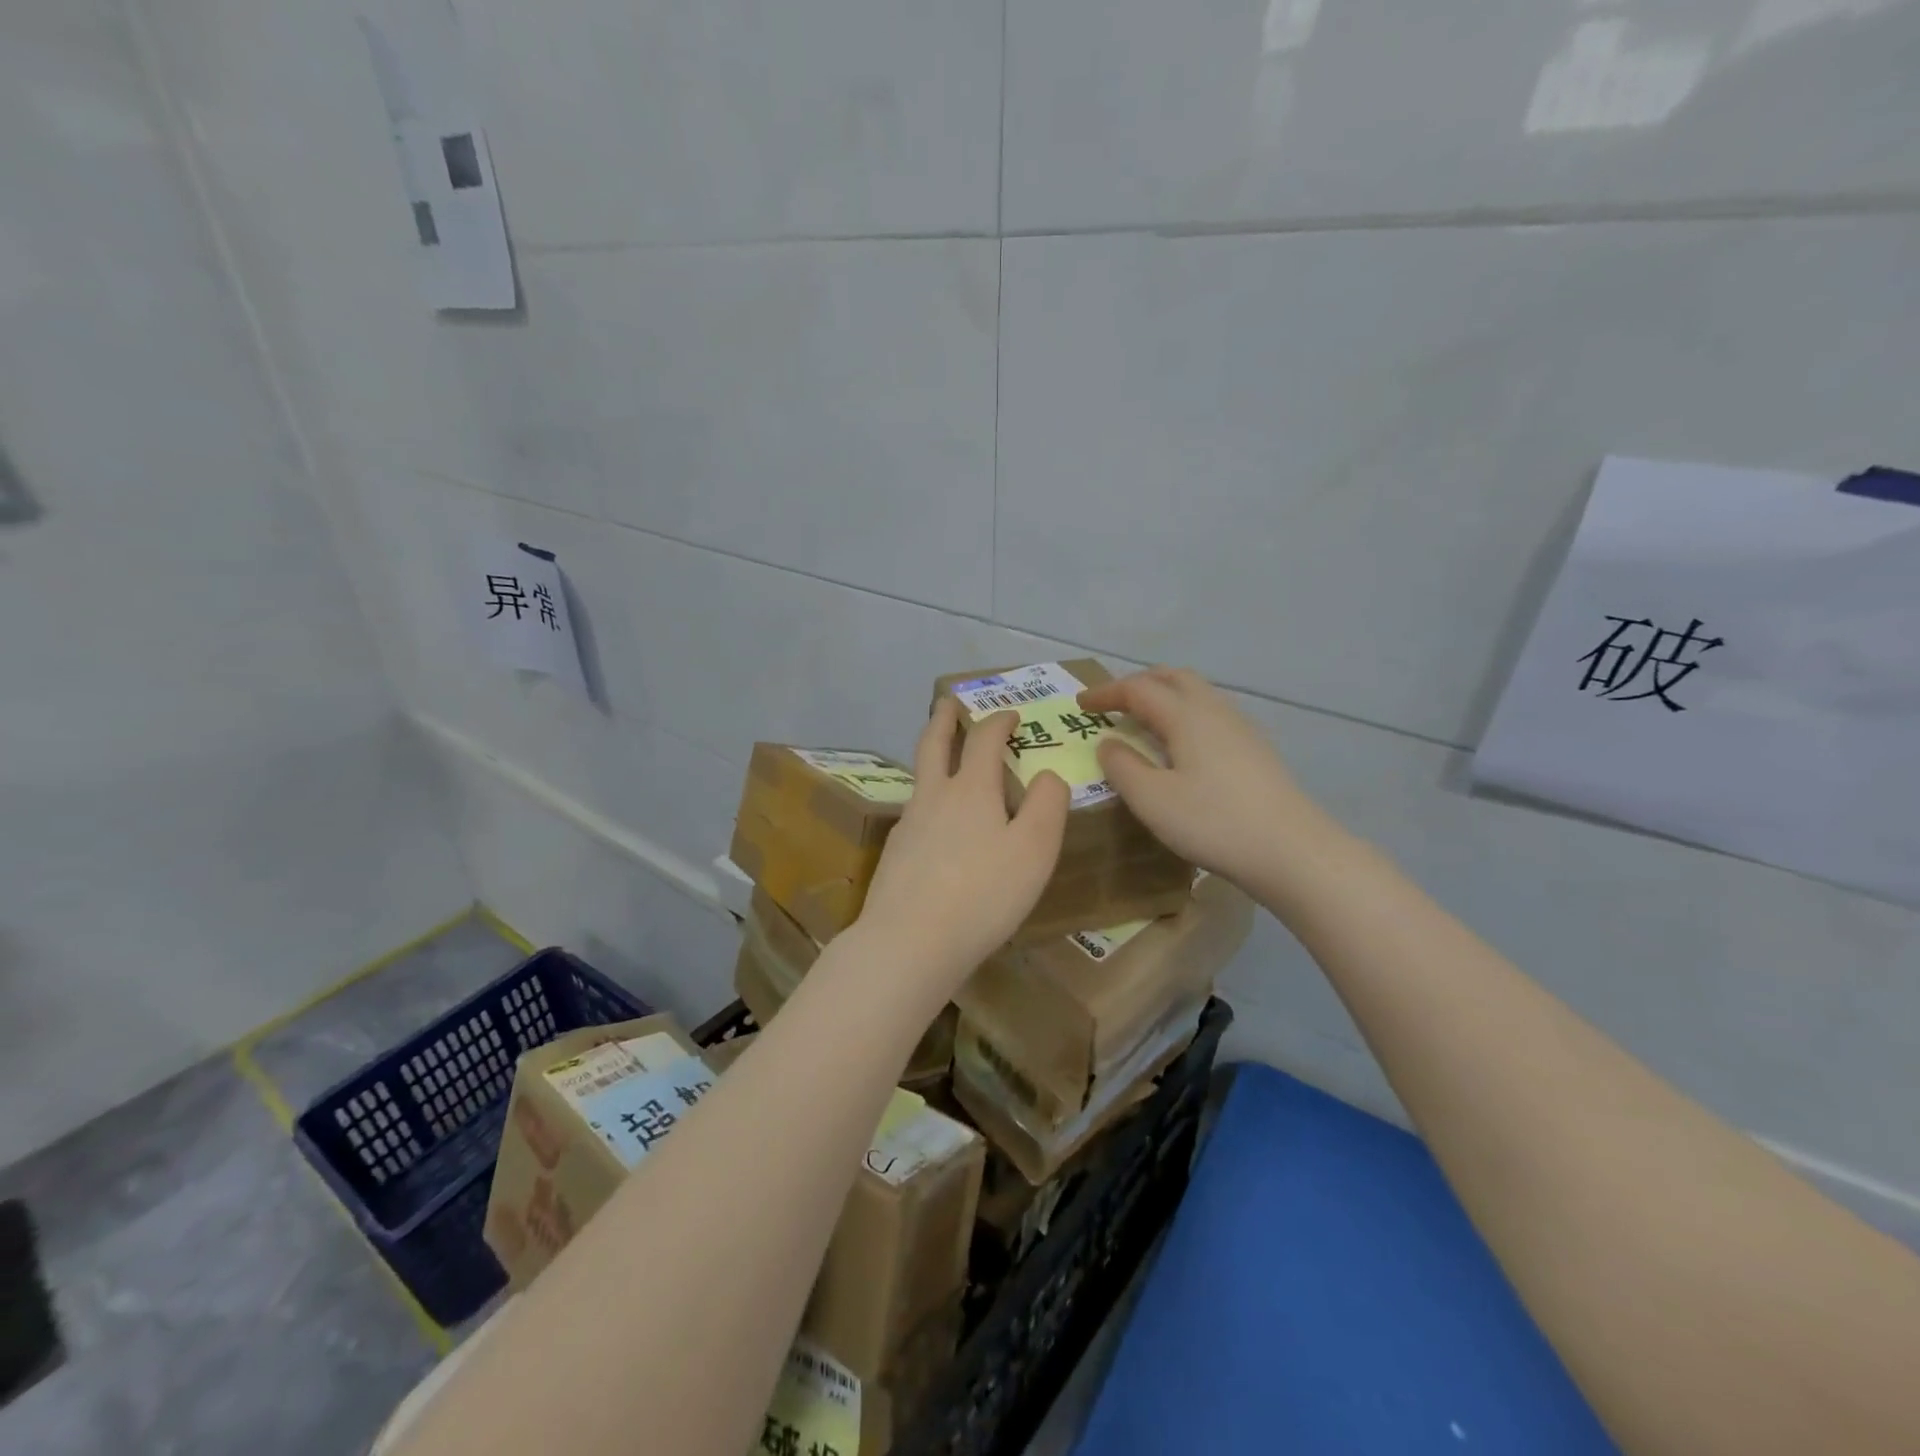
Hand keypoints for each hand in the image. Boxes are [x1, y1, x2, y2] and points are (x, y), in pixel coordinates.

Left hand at [854, 698, 1068, 995]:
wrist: (910, 942)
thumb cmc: (983, 893)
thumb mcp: (1034, 849)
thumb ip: (1047, 805)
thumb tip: (1047, 775)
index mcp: (970, 789)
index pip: (984, 739)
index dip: (999, 721)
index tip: (1011, 714)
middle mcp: (933, 797)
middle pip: (934, 744)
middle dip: (944, 719)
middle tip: (949, 703)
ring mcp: (908, 825)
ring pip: (920, 778)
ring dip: (932, 756)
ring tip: (944, 759)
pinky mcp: (895, 855)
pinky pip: (915, 813)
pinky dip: (928, 800)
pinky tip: (935, 823)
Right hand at [1079, 667, 1332, 889]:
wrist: (1292, 850)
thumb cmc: (1214, 823)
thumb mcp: (1152, 800)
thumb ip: (1122, 767)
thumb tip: (1108, 743)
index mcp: (1186, 715)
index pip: (1137, 689)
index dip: (1105, 693)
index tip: (1080, 704)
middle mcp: (1215, 710)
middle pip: (1172, 677)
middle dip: (1137, 684)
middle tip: (1112, 704)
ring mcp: (1240, 727)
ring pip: (1196, 693)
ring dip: (1164, 696)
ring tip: (1143, 721)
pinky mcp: (1255, 748)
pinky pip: (1211, 713)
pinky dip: (1184, 714)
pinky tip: (1181, 746)